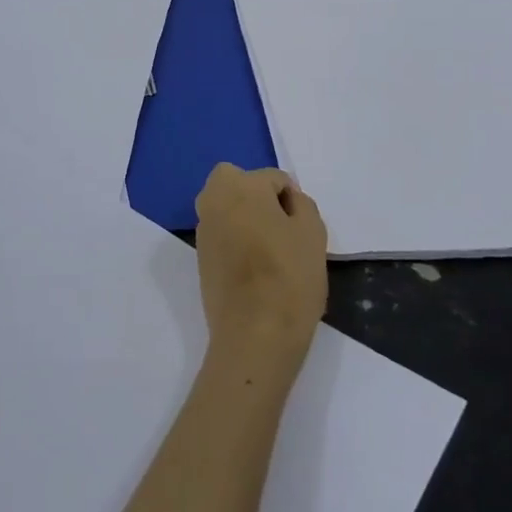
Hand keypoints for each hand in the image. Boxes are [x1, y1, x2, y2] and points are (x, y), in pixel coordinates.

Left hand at [193, 164, 328, 363]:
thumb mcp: (313, 233)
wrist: (254, 333)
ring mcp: (202, 227)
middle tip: (281, 229)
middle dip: (258, 197)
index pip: (274, 178)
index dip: (292, 201)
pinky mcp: (199, 254)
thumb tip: (287, 200)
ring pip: (226, 207)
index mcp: (239, 185)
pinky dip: (234, 239)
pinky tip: (253, 267)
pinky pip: (220, 232)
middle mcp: (213, 198)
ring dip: (244, 217)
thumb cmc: (289, 277)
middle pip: (239, 183)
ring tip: (270, 251)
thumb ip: (301, 205)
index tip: (302, 229)